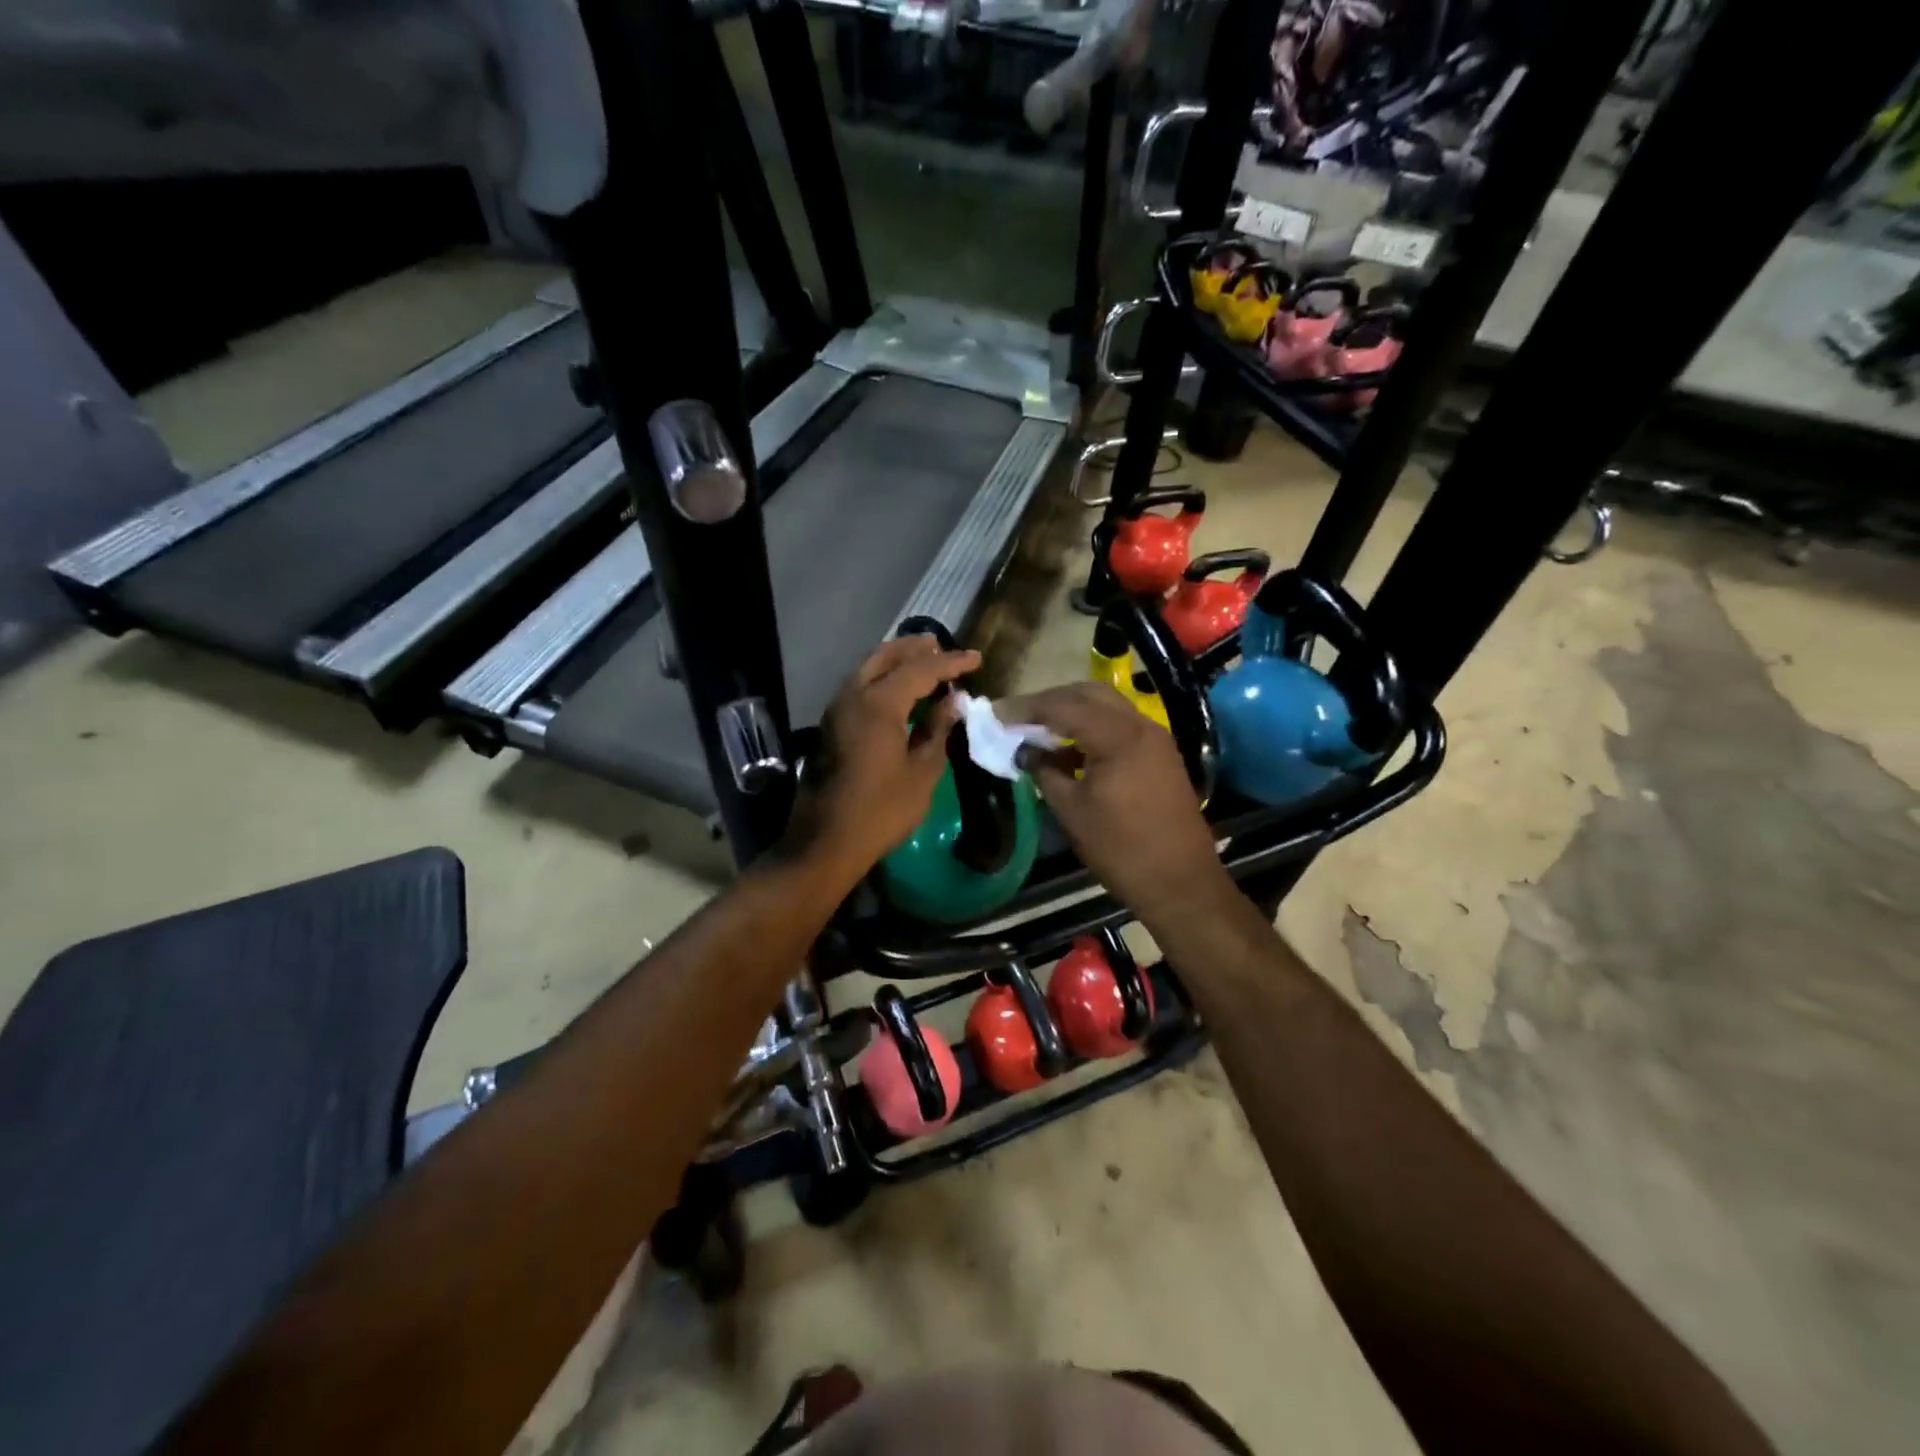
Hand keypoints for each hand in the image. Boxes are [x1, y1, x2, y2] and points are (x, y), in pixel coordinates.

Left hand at [785, 635, 980, 874]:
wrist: (826, 841)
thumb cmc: (882, 809)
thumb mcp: (922, 772)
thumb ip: (939, 730)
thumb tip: (954, 702)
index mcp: (879, 703)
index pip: (921, 670)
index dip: (951, 662)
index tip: (976, 658)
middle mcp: (853, 695)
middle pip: (886, 657)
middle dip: (915, 649)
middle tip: (942, 648)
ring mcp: (837, 709)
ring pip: (868, 669)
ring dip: (896, 662)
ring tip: (924, 664)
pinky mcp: (831, 726)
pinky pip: (859, 687)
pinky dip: (882, 680)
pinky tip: (900, 693)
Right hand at [999, 682, 1231, 928]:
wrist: (1180, 882)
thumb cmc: (1120, 848)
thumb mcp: (1071, 810)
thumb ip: (1043, 771)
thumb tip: (1024, 751)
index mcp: (1117, 736)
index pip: (1062, 707)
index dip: (1025, 708)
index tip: (995, 713)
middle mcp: (1140, 726)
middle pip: (1088, 694)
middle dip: (1050, 701)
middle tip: (1018, 716)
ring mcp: (1155, 739)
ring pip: (1106, 707)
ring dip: (1072, 712)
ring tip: (1038, 731)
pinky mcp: (1160, 755)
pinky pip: (1120, 727)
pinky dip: (1092, 729)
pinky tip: (1068, 751)